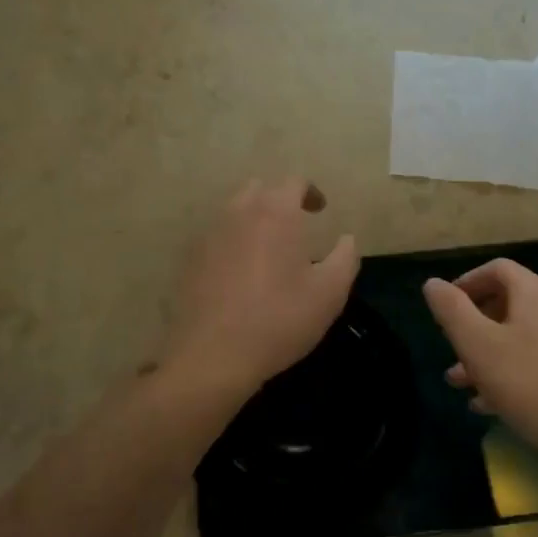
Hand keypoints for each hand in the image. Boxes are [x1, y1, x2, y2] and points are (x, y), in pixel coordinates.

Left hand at [159, 178, 358, 415]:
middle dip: (279, 201)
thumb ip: (345, 258)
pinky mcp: (190, 258)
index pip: (294, 182)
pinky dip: (232, 242)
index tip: (320, 211)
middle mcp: (240, 212)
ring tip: (268, 249)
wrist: (213, 354)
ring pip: (234, 211)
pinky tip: (240, 271)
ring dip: (253, 219)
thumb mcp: (330, 293)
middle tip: (294, 227)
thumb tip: (347, 239)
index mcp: (276, 212)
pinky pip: (216, 236)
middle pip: (260, 190)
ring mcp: (210, 234)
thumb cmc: (279, 319)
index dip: (310, 192)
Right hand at [423, 259, 537, 467]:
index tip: (445, 307)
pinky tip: (489, 403)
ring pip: (520, 335)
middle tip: (451, 347)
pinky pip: (537, 359)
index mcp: (535, 293)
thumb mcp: (477, 345)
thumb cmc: (529, 384)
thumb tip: (433, 283)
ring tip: (461, 382)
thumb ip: (451, 309)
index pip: (497, 269)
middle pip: (508, 302)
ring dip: (488, 353)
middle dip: (473, 324)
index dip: (467, 282)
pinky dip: (510, 370)